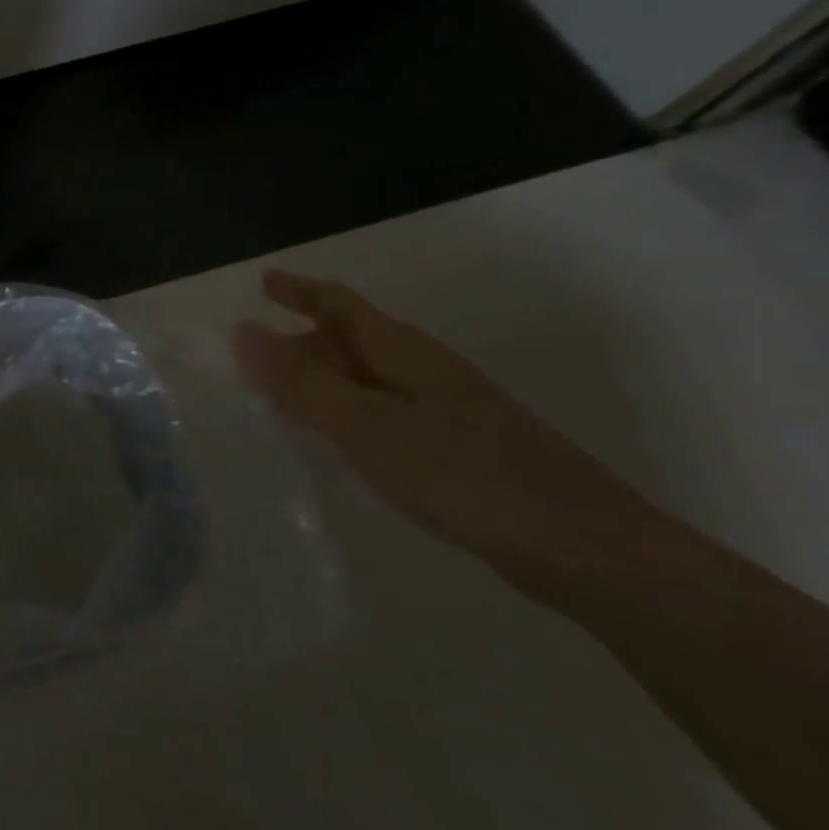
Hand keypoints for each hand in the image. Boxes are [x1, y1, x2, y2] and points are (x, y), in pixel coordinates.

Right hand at [230, 270, 651, 584]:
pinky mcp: (461, 448)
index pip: (341, 304)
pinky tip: (341, 440)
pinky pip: (385, 411)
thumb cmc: (464, 474)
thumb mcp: (366, 426)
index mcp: (404, 353)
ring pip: (369, 377)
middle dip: (303, 340)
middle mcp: (426, 371)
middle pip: (353, 339)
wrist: (587, 549)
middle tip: (255, 361)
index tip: (264, 280)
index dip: (300, 290)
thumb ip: (302, 382)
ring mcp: (450, 410)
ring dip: (324, 377)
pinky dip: (349, 411)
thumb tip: (241, 331)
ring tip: (283, 397)